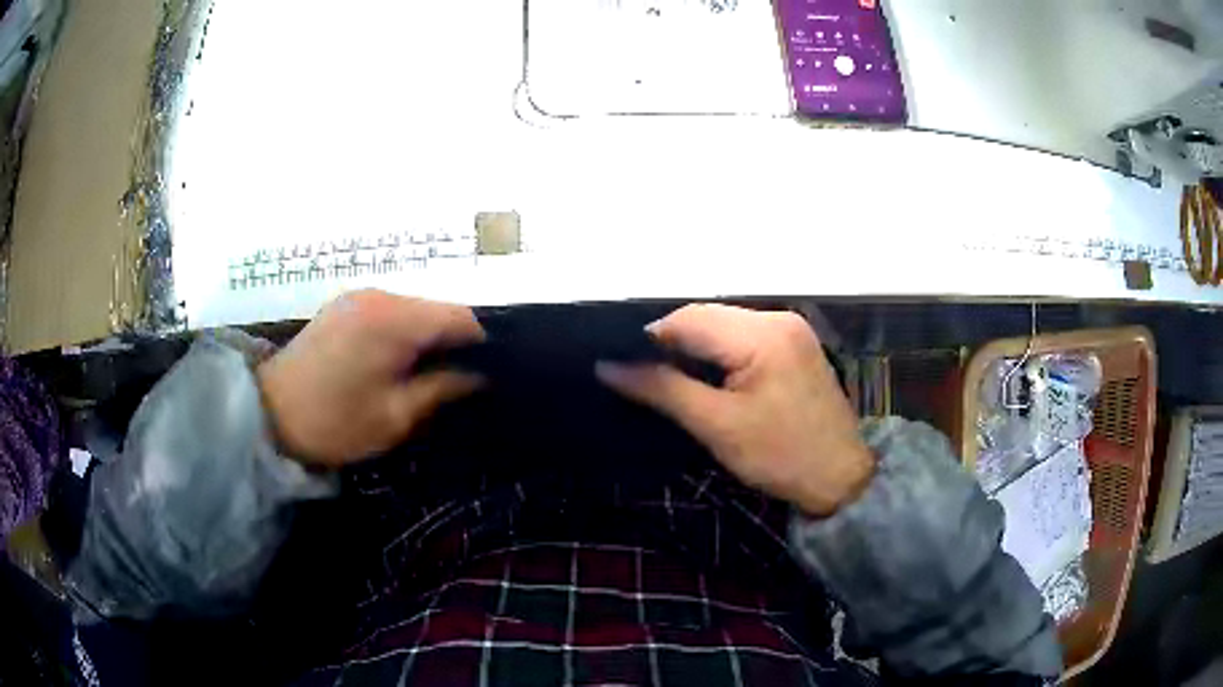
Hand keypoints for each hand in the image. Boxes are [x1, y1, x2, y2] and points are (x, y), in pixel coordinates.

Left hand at [257, 290, 485, 466]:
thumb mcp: (395, 416)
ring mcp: (357, 296)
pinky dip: (404, 331)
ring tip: (434, 372)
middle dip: (455, 339)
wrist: (268, 416)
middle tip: (466, 378)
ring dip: (429, 336)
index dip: (483, 341)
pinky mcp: (343, 305)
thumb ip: (442, 389)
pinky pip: (390, 311)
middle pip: (437, 308)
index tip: (493, 371)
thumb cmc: (334, 423)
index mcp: (392, 320)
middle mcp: (378, 295)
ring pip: (414, 308)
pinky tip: (401, 360)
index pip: (459, 315)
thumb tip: (479, 376)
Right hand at [597, 304, 873, 516]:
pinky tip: (707, 376)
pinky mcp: (795, 343)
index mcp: (761, 334)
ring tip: (671, 378)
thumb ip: (662, 389)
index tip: (626, 368)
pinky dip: (719, 351)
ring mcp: (790, 328)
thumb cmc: (780, 456)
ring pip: (723, 324)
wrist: (840, 477)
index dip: (651, 339)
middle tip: (645, 377)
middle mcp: (777, 318)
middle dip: (672, 342)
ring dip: (695, 347)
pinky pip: (743, 335)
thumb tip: (607, 367)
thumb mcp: (717, 426)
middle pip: (706, 316)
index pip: (688, 318)